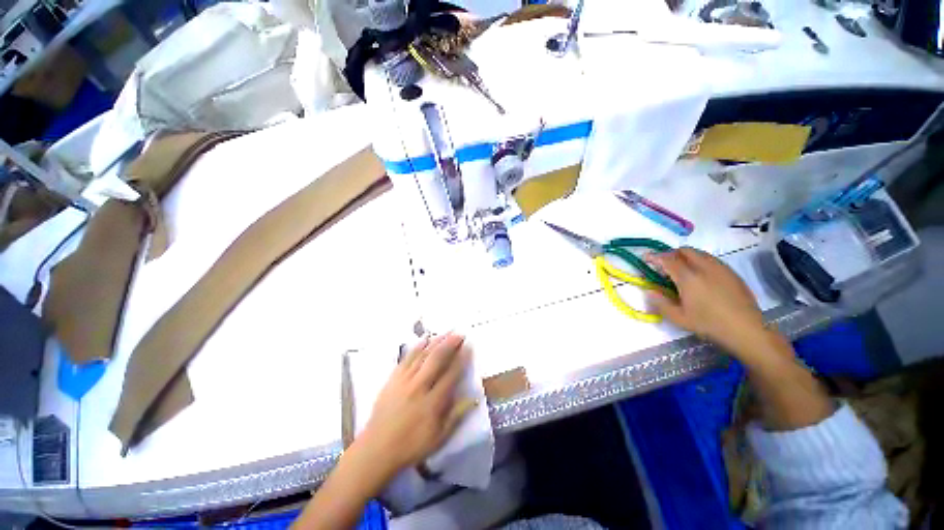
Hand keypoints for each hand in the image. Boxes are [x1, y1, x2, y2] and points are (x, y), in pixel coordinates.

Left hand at [355, 333, 474, 478]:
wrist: (376, 449)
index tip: (469, 347)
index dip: (462, 359)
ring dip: (436, 342)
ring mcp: (404, 380)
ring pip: (423, 355)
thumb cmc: (411, 446)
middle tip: (460, 334)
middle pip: (437, 359)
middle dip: (450, 344)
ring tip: (447, 332)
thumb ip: (457, 416)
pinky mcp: (393, 379)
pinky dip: (417, 346)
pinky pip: (407, 358)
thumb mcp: (439, 437)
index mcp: (433, 402)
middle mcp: (419, 386)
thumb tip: (475, 399)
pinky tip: (424, 338)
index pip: (451, 374)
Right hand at [647, 248, 769, 359]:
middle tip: (664, 266)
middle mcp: (704, 267)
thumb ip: (660, 302)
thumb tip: (649, 291)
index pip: (667, 259)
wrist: (746, 330)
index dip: (654, 257)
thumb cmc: (709, 324)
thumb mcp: (679, 318)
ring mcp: (720, 268)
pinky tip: (701, 278)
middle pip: (684, 250)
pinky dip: (700, 262)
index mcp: (688, 277)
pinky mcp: (732, 273)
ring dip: (686, 257)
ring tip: (682, 271)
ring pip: (699, 253)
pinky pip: (711, 260)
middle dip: (671, 254)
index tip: (646, 258)